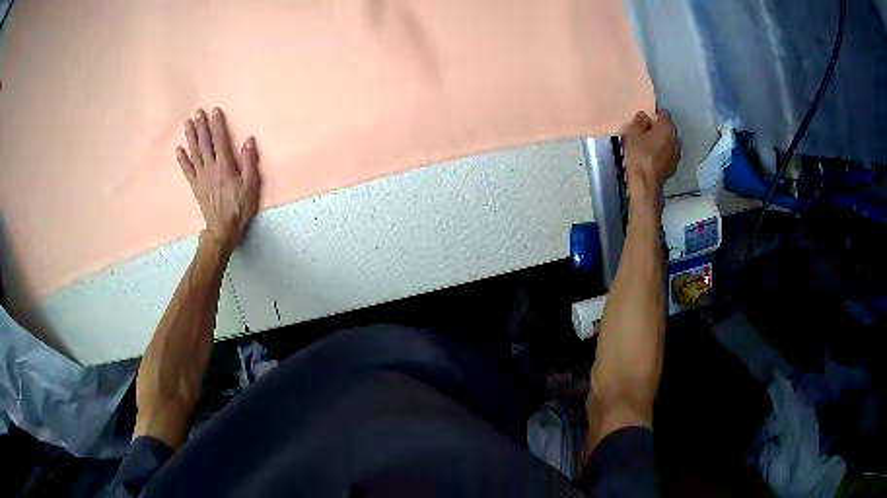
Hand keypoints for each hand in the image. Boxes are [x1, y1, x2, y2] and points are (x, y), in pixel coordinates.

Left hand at [177, 108, 260, 253]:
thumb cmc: (240, 207)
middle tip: (197, 112)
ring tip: (187, 124)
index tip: (215, 111)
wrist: (223, 228)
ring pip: (194, 153)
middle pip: (204, 144)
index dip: (217, 125)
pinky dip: (182, 160)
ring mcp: (201, 177)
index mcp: (225, 166)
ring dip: (190, 138)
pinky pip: (187, 171)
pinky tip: (178, 150)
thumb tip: (248, 140)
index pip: (220, 140)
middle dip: (201, 127)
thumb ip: (249, 162)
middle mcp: (210, 168)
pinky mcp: (196, 186)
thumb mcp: (251, 185)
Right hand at [623, 110, 679, 206]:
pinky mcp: (674, 166)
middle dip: (657, 128)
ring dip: (660, 141)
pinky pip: (668, 153)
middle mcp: (676, 139)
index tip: (643, 120)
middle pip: (667, 128)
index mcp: (668, 128)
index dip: (653, 115)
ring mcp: (677, 154)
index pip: (663, 113)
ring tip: (647, 147)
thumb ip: (639, 121)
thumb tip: (644, 116)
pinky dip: (661, 153)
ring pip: (668, 141)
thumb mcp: (633, 133)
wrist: (646, 183)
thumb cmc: (639, 155)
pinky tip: (651, 158)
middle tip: (643, 133)